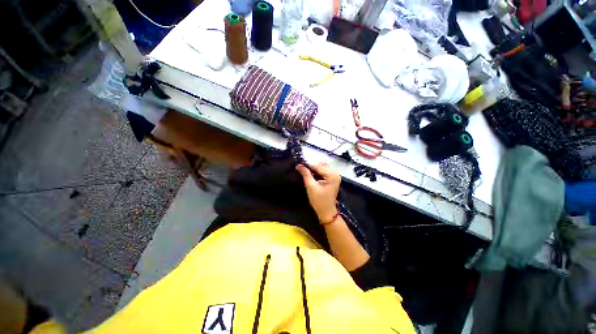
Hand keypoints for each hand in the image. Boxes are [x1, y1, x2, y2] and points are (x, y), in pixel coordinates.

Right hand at [296, 162, 340, 222]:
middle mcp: (335, 173)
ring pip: (322, 167)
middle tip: (301, 169)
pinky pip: (324, 171)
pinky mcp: (333, 178)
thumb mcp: (311, 186)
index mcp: (332, 175)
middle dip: (311, 167)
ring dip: (314, 169)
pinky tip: (311, 174)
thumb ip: (306, 174)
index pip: (318, 166)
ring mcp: (335, 176)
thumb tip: (299, 165)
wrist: (326, 211)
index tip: (298, 165)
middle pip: (321, 165)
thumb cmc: (319, 200)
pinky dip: (317, 172)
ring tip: (305, 172)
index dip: (308, 165)